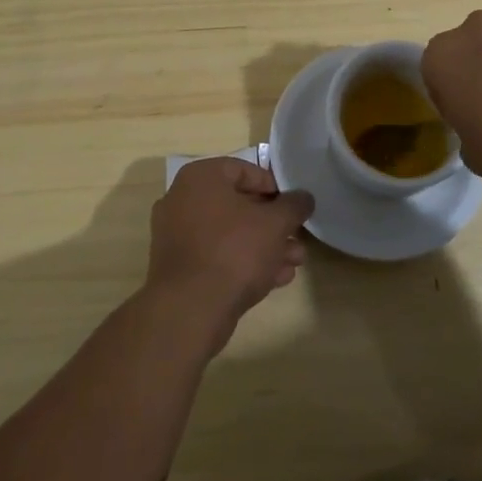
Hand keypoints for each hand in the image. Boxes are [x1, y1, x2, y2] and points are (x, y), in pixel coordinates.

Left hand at [146, 158, 314, 354]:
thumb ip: (294, 205)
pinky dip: (244, 262)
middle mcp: (182, 200)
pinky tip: (275, 278)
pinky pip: (217, 255)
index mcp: (200, 178)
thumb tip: (304, 197)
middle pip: (238, 205)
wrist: (190, 310)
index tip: (293, 206)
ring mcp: (177, 235)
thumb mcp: (275, 223)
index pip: (244, 170)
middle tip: (297, 237)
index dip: (274, 187)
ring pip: (230, 233)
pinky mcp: (179, 268)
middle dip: (273, 223)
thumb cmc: (234, 251)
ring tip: (294, 261)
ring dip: (264, 245)